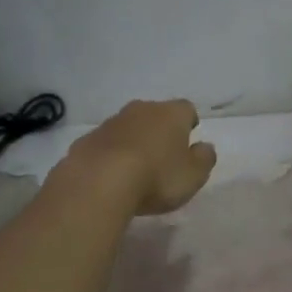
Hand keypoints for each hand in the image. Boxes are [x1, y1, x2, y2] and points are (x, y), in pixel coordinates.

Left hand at [65, 100, 216, 215]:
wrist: (98, 183)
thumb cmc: (157, 177)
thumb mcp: (194, 175)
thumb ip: (204, 159)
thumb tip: (205, 147)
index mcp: (171, 114)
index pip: (186, 109)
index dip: (189, 123)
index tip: (188, 140)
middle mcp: (141, 110)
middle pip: (155, 114)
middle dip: (160, 130)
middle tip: (164, 155)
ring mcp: (110, 123)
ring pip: (128, 127)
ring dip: (134, 142)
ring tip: (136, 169)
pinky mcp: (86, 140)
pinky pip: (106, 144)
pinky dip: (111, 155)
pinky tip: (111, 176)